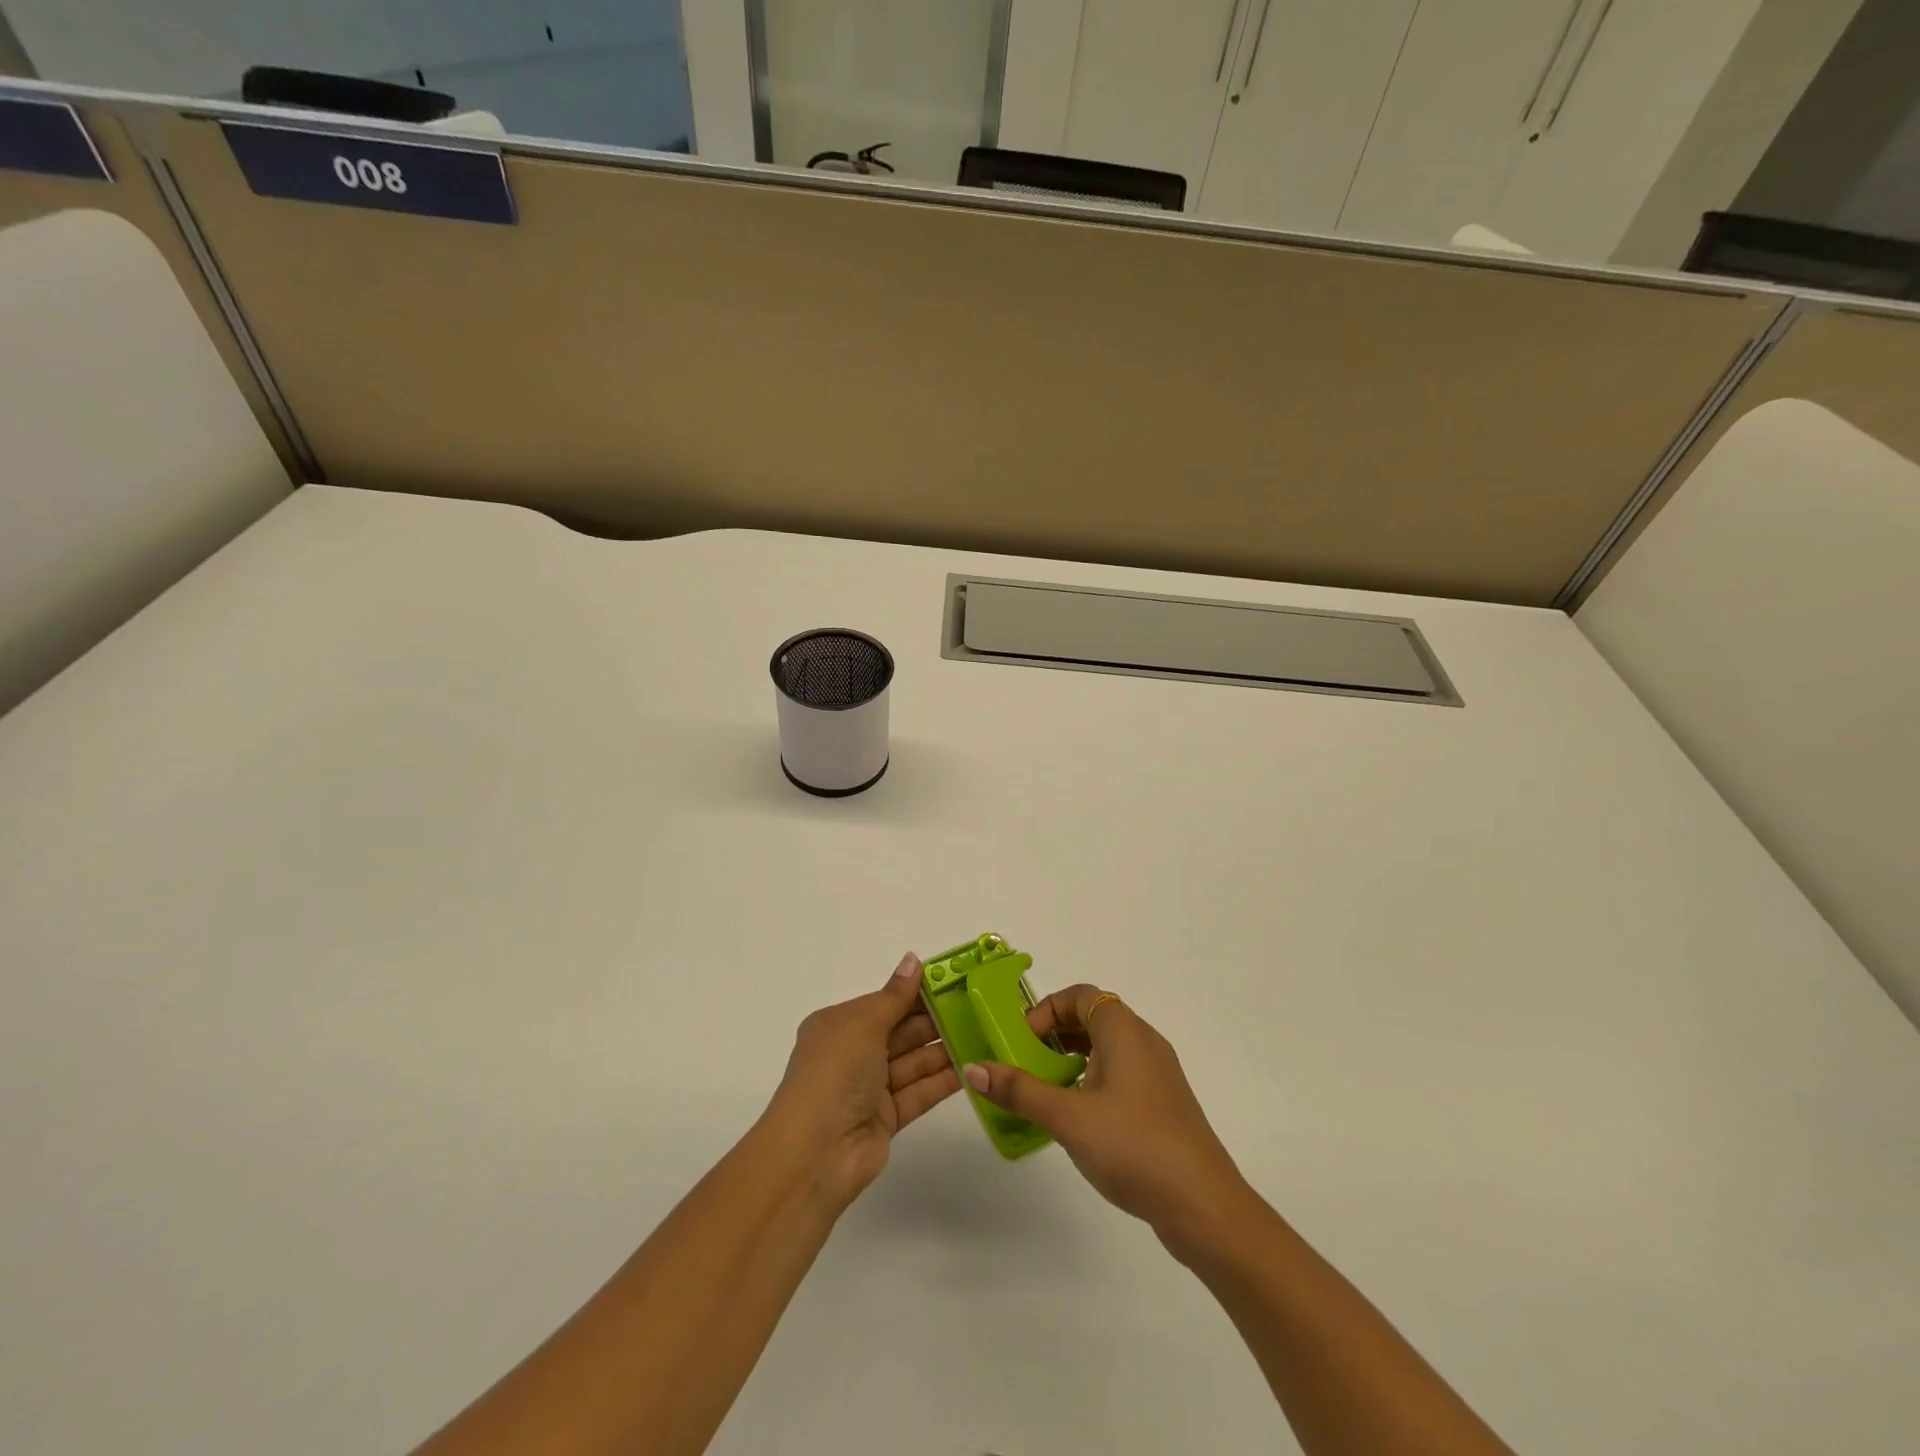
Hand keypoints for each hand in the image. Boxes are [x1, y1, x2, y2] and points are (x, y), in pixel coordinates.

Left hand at [762, 953, 961, 1208]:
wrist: (816, 1152)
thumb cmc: (835, 1073)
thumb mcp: (863, 1024)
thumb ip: (895, 996)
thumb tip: (913, 959)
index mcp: (839, 1025)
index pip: (884, 1002)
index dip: (917, 992)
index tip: (954, 982)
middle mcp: (853, 1054)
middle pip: (901, 1031)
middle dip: (935, 1020)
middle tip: (978, 1008)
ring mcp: (870, 1088)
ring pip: (913, 1062)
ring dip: (944, 1049)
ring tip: (983, 1034)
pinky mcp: (887, 1118)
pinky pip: (919, 1092)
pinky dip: (943, 1081)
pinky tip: (972, 1068)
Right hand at [966, 985, 1254, 1257]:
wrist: (1204, 1206)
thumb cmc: (1134, 1146)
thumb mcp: (1069, 1117)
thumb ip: (1020, 1091)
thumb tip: (974, 1068)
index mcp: (1124, 1030)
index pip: (1080, 996)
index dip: (1047, 1010)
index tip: (1021, 1040)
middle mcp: (1144, 1041)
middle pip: (1092, 1019)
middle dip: (1054, 1036)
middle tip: (1024, 1065)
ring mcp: (1157, 1074)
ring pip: (1106, 1049)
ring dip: (1072, 1061)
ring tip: (1044, 1092)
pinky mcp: (1163, 1104)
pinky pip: (1120, 1075)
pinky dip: (1092, 1082)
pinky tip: (1076, 1120)